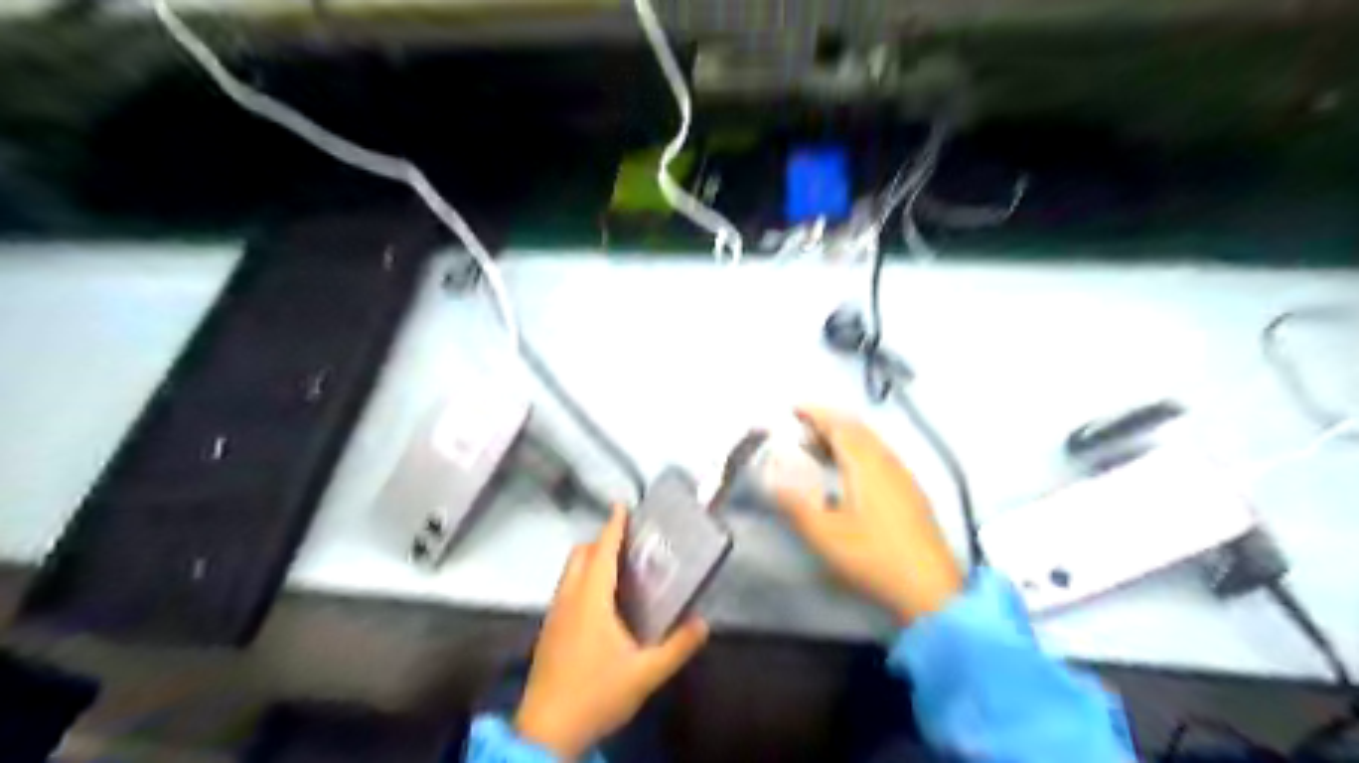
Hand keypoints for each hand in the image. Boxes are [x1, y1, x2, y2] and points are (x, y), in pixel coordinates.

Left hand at [514, 504, 710, 758]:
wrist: (547, 732)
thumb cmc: (596, 694)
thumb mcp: (645, 674)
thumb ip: (677, 647)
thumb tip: (702, 624)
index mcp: (591, 599)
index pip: (602, 551)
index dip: (613, 526)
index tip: (621, 505)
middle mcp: (568, 598)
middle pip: (580, 555)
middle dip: (601, 541)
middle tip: (627, 543)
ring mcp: (554, 615)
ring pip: (569, 573)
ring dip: (590, 561)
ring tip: (618, 570)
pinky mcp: (548, 631)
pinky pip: (565, 590)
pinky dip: (582, 581)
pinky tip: (601, 606)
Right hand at [774, 407, 965, 623]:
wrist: (930, 589)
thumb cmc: (874, 557)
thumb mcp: (825, 534)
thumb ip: (794, 503)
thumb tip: (771, 478)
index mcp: (867, 464)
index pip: (840, 425)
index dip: (816, 413)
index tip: (794, 409)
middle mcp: (888, 462)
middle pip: (858, 430)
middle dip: (828, 423)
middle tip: (802, 431)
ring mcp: (904, 477)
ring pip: (871, 444)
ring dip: (844, 439)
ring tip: (819, 451)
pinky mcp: (911, 494)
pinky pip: (880, 457)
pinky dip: (858, 453)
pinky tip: (849, 476)